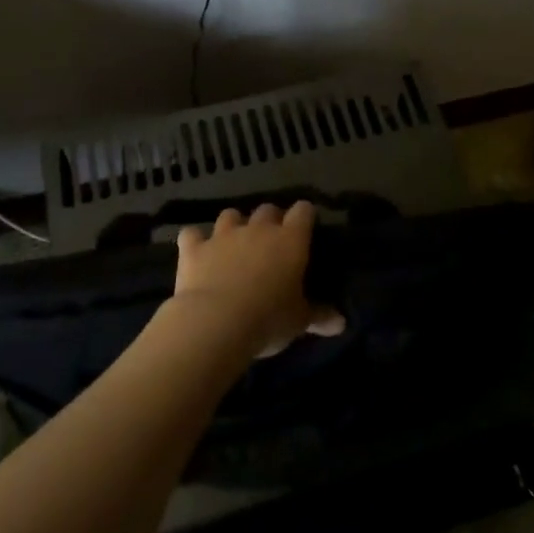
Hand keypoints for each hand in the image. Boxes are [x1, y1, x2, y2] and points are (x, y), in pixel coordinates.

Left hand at [174, 202, 345, 357]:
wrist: (215, 322)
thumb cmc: (268, 319)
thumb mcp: (299, 321)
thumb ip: (320, 316)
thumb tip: (342, 323)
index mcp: (290, 240)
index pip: (303, 211)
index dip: (304, 216)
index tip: (305, 227)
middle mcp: (258, 229)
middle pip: (267, 209)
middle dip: (270, 220)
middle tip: (271, 242)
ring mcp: (223, 235)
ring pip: (230, 215)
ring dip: (233, 225)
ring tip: (234, 243)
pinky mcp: (194, 248)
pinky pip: (191, 234)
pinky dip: (194, 240)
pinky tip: (195, 251)